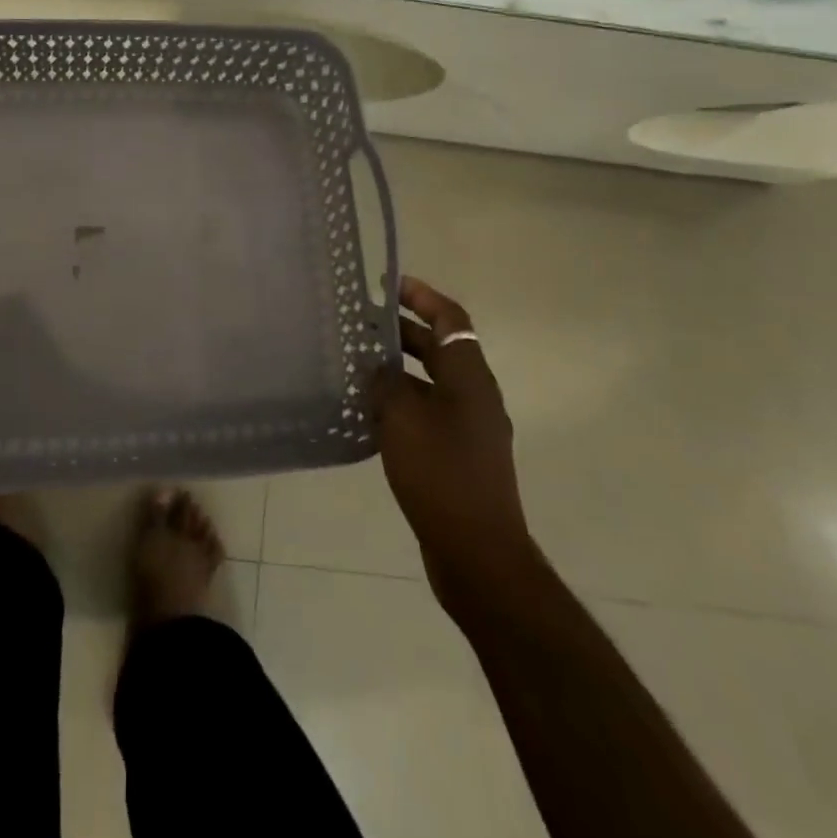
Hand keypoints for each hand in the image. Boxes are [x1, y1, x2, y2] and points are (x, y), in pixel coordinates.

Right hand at [374, 277, 534, 605]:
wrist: (478, 553)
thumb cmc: (441, 475)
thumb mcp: (403, 419)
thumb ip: (386, 384)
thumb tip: (378, 368)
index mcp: (470, 378)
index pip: (451, 320)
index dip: (422, 297)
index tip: (389, 284)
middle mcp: (475, 397)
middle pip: (441, 348)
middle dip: (404, 331)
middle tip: (363, 323)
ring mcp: (470, 429)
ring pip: (432, 383)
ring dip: (399, 369)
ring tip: (359, 365)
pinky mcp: (459, 457)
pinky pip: (428, 414)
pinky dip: (402, 403)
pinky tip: (370, 413)